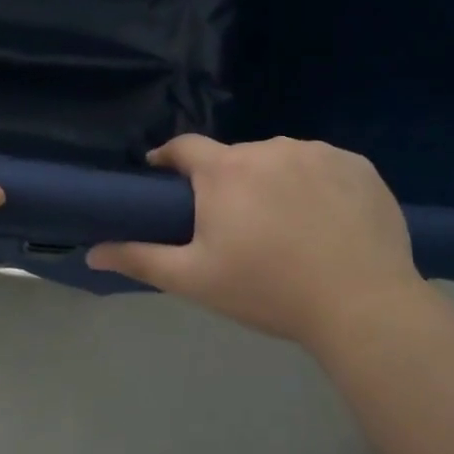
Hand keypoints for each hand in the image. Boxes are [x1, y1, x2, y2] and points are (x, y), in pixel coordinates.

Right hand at [86, 135, 431, 347]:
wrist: (363, 306)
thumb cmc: (268, 290)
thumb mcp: (195, 279)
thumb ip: (140, 258)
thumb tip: (91, 253)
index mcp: (225, 169)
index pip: (184, 147)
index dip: (170, 159)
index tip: (165, 177)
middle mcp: (269, 147)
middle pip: (235, 159)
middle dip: (227, 183)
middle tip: (235, 227)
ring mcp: (319, 152)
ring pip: (281, 161)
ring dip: (273, 182)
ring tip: (285, 227)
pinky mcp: (359, 166)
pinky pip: (325, 166)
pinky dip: (317, 186)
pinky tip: (326, 222)